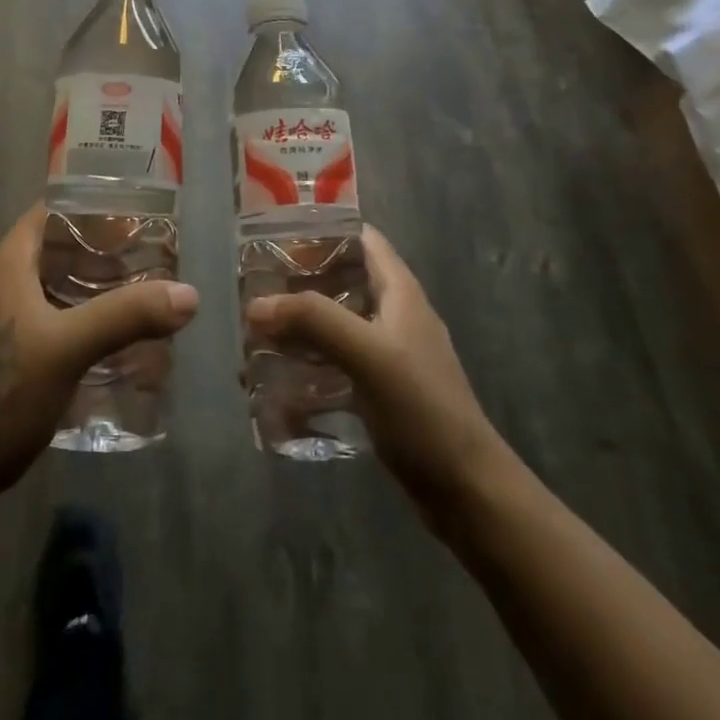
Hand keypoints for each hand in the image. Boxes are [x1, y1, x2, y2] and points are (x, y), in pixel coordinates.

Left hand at [0, 205, 198, 512]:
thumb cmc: (0, 395)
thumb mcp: (68, 348)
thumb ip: (126, 316)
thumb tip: (189, 294)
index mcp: (9, 264)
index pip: (52, 211)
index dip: (93, 209)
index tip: (137, 219)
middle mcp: (2, 283)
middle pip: (58, 249)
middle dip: (103, 252)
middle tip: (150, 260)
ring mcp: (1, 322)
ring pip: (56, 287)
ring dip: (95, 288)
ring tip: (140, 297)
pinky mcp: (6, 357)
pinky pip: (52, 321)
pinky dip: (83, 320)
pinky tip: (112, 343)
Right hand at [245, 226, 509, 528]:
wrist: (465, 490)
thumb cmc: (422, 409)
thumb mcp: (368, 354)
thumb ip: (314, 320)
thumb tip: (256, 304)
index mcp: (398, 291)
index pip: (360, 238)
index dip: (321, 230)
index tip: (275, 239)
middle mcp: (392, 313)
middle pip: (340, 280)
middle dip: (297, 283)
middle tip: (253, 291)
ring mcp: (386, 352)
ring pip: (334, 323)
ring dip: (297, 326)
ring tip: (254, 335)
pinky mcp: (378, 388)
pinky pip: (335, 362)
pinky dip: (307, 364)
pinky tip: (276, 382)